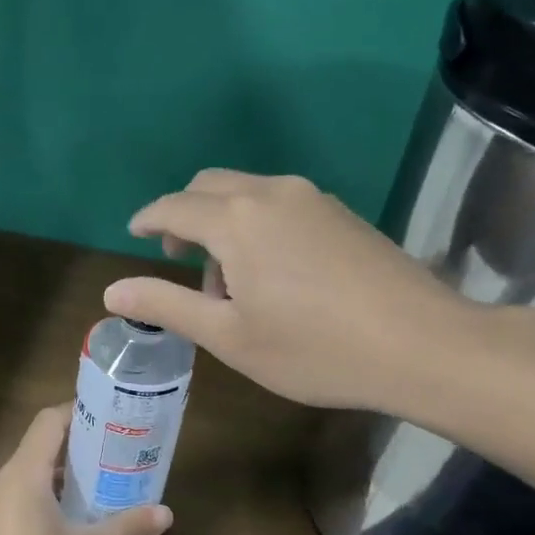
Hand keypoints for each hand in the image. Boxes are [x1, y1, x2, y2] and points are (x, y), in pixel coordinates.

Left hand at [0, 404, 171, 534]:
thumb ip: (126, 528)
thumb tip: (165, 512)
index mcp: (22, 476)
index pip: (49, 422)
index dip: (80, 413)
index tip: (113, 421)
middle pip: (40, 448)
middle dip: (80, 450)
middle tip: (119, 458)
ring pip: (29, 477)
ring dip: (64, 480)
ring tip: (103, 491)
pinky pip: (18, 501)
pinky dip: (45, 501)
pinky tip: (72, 526)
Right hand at [104, 170, 474, 415]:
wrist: (422, 344)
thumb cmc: (314, 348)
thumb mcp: (228, 336)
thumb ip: (166, 306)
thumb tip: (112, 292)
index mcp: (236, 219)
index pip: (174, 207)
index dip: (148, 219)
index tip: (134, 235)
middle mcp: (271, 193)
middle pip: (209, 186)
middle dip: (184, 216)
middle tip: (178, 260)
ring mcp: (312, 198)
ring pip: (246, 192)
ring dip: (222, 221)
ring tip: (229, 281)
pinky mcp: (341, 212)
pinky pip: (279, 202)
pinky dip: (255, 223)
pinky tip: (273, 272)